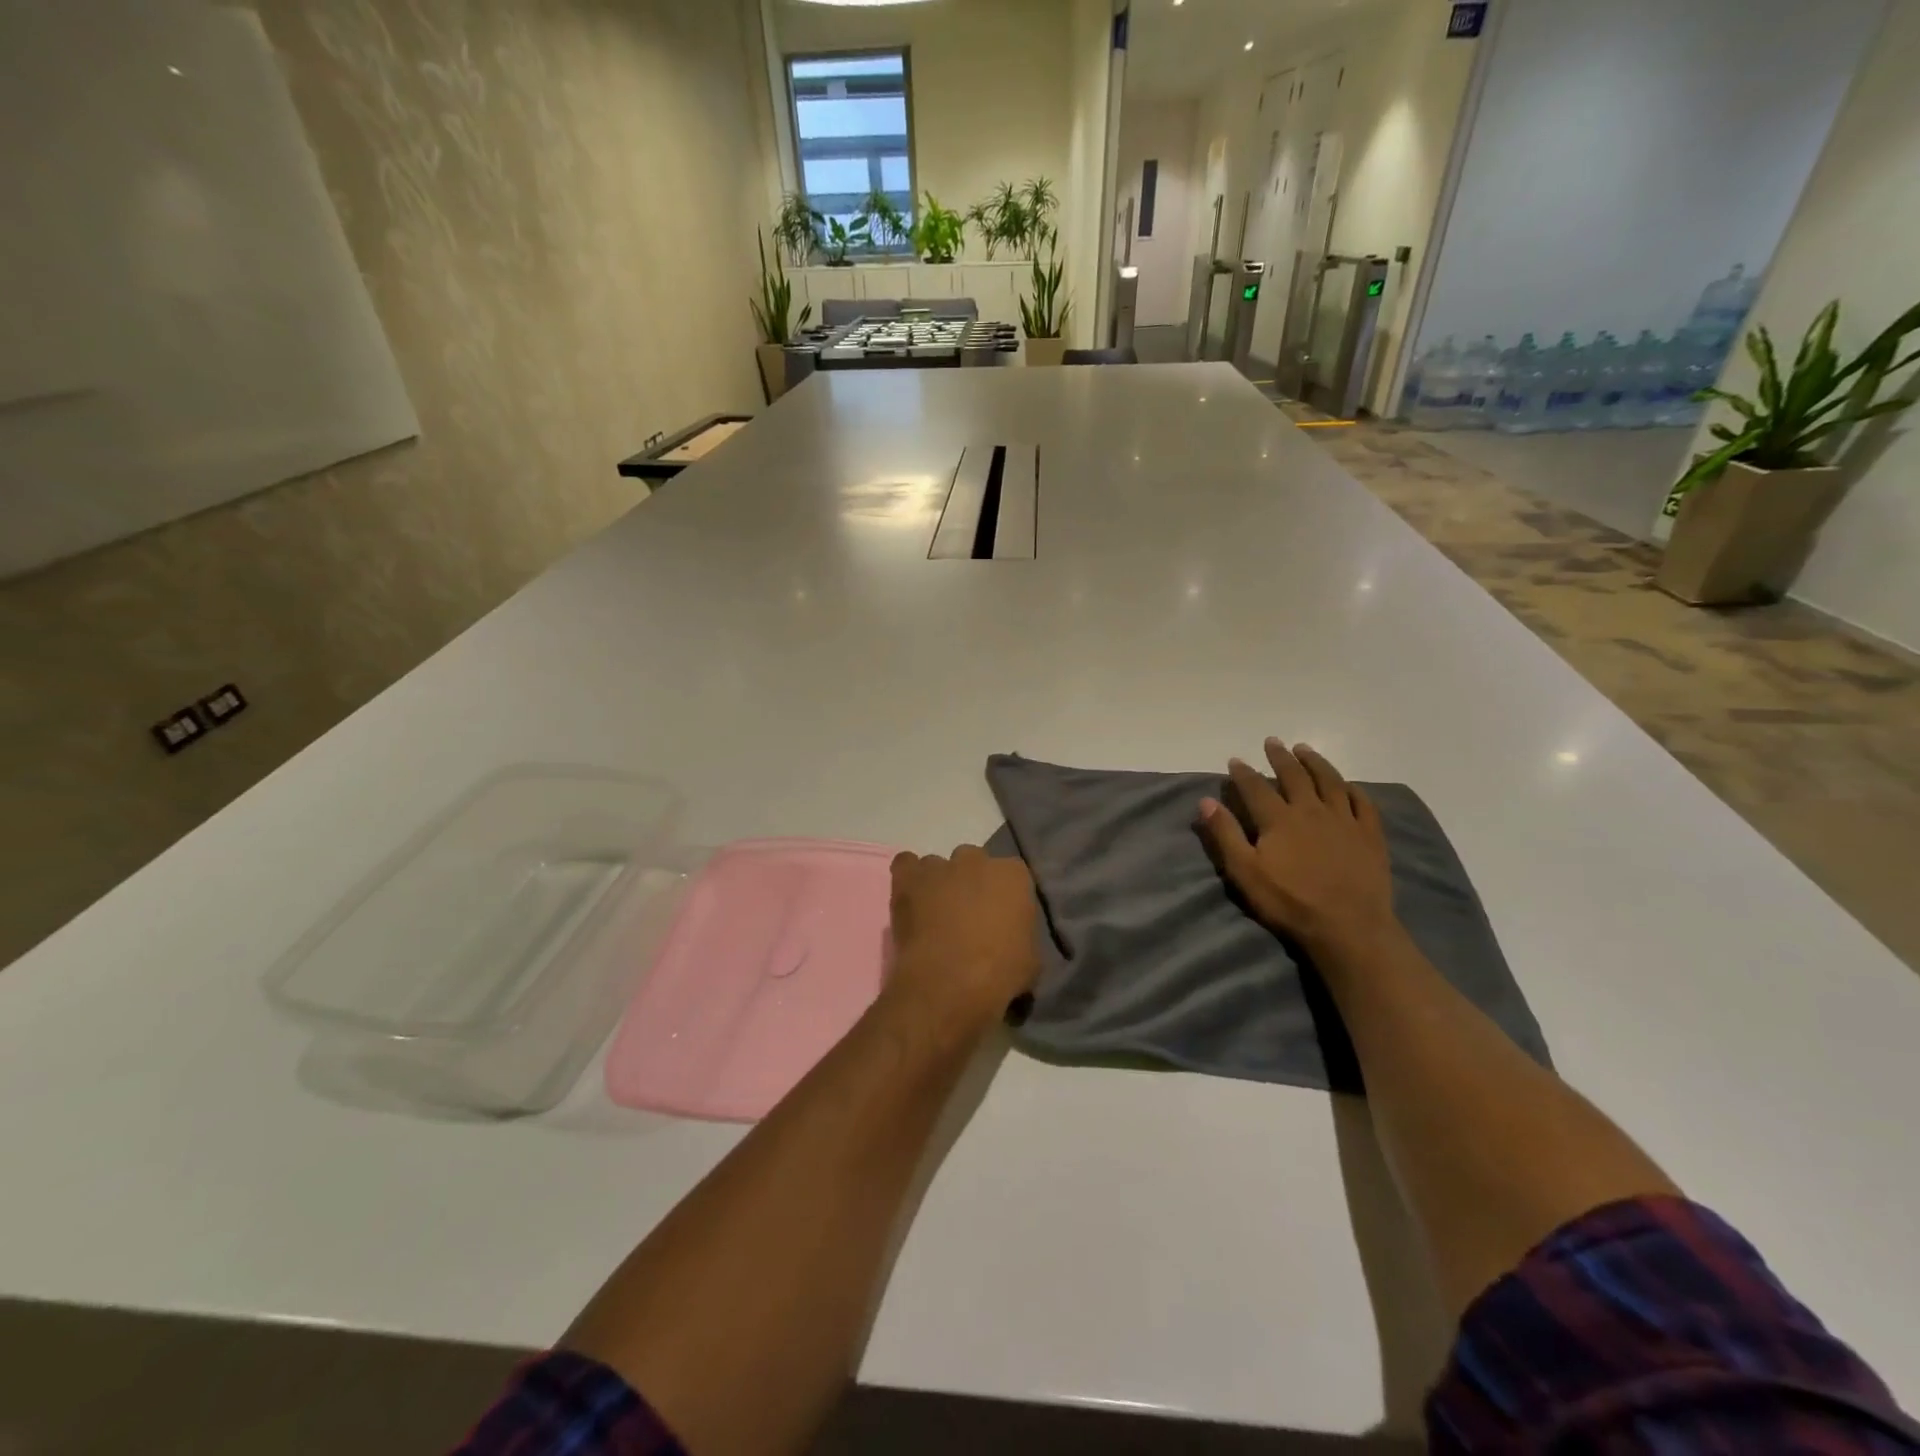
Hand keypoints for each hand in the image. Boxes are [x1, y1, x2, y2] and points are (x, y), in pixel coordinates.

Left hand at [886, 845, 1039, 1028]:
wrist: (950, 983)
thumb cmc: (999, 974)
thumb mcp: (1031, 960)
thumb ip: (1022, 936)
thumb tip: (1011, 940)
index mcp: (1014, 875)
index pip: (1012, 876)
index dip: (1004, 897)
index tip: (1000, 920)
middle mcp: (977, 860)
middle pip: (974, 863)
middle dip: (971, 884)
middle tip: (968, 918)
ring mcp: (940, 866)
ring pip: (939, 866)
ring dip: (939, 884)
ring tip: (934, 915)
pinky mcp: (909, 878)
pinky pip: (906, 864)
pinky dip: (909, 877)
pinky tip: (911, 899)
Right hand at [1198, 739, 1398, 958]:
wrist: (1348, 926)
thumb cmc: (1289, 902)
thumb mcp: (1244, 872)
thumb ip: (1225, 834)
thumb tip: (1206, 801)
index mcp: (1279, 819)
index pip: (1256, 787)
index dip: (1243, 772)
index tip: (1235, 760)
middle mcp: (1311, 810)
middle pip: (1294, 775)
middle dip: (1280, 757)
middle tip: (1273, 742)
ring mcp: (1344, 820)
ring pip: (1330, 781)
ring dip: (1315, 762)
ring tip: (1305, 750)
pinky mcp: (1370, 835)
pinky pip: (1362, 803)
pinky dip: (1353, 789)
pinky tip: (1348, 784)